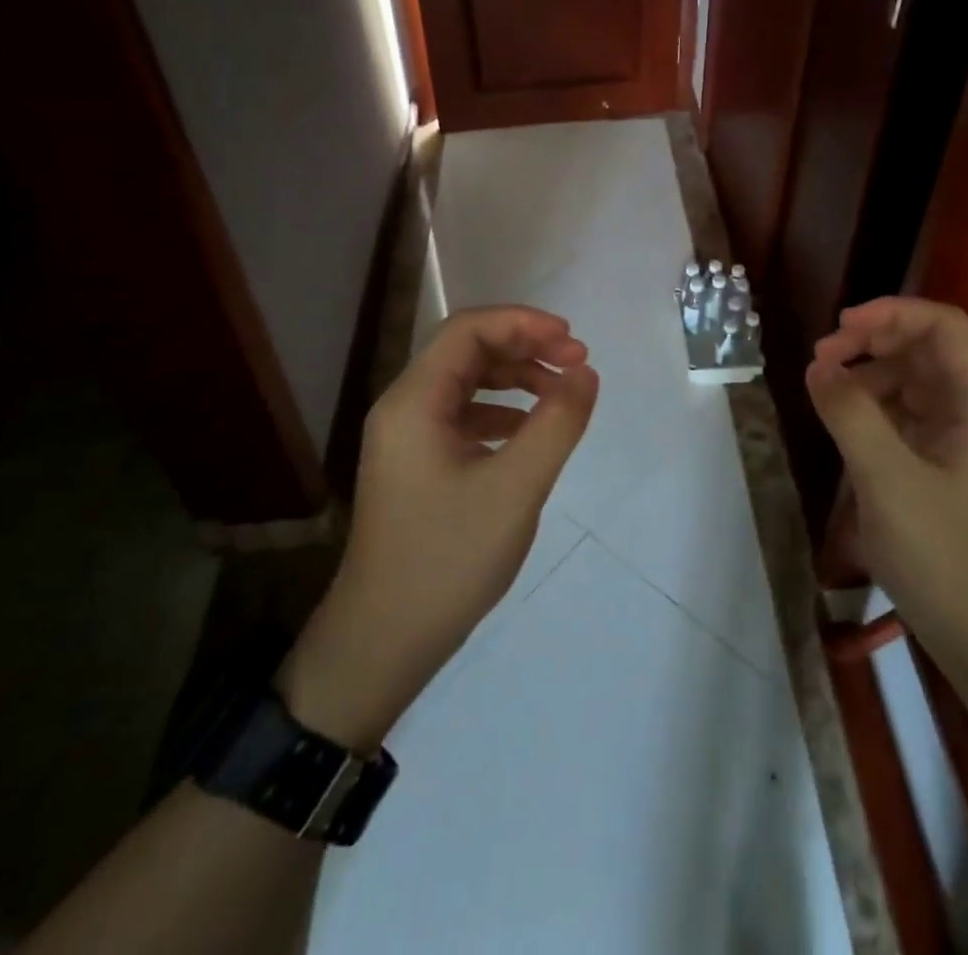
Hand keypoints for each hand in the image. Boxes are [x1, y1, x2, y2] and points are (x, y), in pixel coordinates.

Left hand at [281, 306, 598, 749]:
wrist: (382, 644)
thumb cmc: (447, 560)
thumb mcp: (516, 489)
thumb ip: (556, 423)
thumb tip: (585, 373)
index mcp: (414, 402)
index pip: (468, 330)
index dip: (524, 323)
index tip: (573, 341)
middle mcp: (403, 408)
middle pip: (467, 351)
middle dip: (525, 347)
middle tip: (577, 363)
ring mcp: (407, 439)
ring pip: (466, 383)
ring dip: (516, 378)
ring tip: (562, 394)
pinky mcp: (417, 465)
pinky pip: (463, 416)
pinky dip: (502, 411)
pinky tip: (530, 432)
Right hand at [807, 297, 967, 676]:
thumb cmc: (948, 558)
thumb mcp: (889, 481)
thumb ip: (850, 415)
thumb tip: (818, 367)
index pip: (944, 326)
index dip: (892, 312)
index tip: (840, 327)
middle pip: (926, 349)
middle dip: (872, 341)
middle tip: (821, 359)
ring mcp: (961, 442)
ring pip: (913, 382)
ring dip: (868, 374)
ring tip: (823, 390)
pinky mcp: (944, 469)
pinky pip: (906, 417)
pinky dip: (872, 408)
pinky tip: (842, 424)